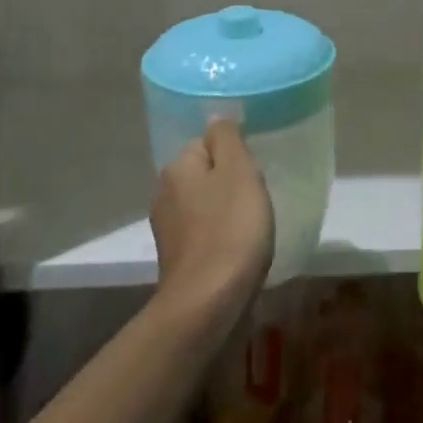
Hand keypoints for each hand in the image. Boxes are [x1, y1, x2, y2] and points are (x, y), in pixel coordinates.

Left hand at [151, 119, 274, 317]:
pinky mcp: (176, 260)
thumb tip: (216, 118)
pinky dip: (220, 238)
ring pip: (203, 206)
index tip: (254, 173)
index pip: (206, 143)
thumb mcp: (238, 171)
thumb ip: (227, 138)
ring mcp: (167, 230)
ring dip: (225, 212)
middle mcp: (164, 194)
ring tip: (252, 228)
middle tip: (257, 199)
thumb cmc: (230, 229)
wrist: (208, 304)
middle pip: (203, 175)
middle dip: (228, 184)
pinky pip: (204, 235)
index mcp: (177, 168)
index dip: (233, 155)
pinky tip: (239, 251)